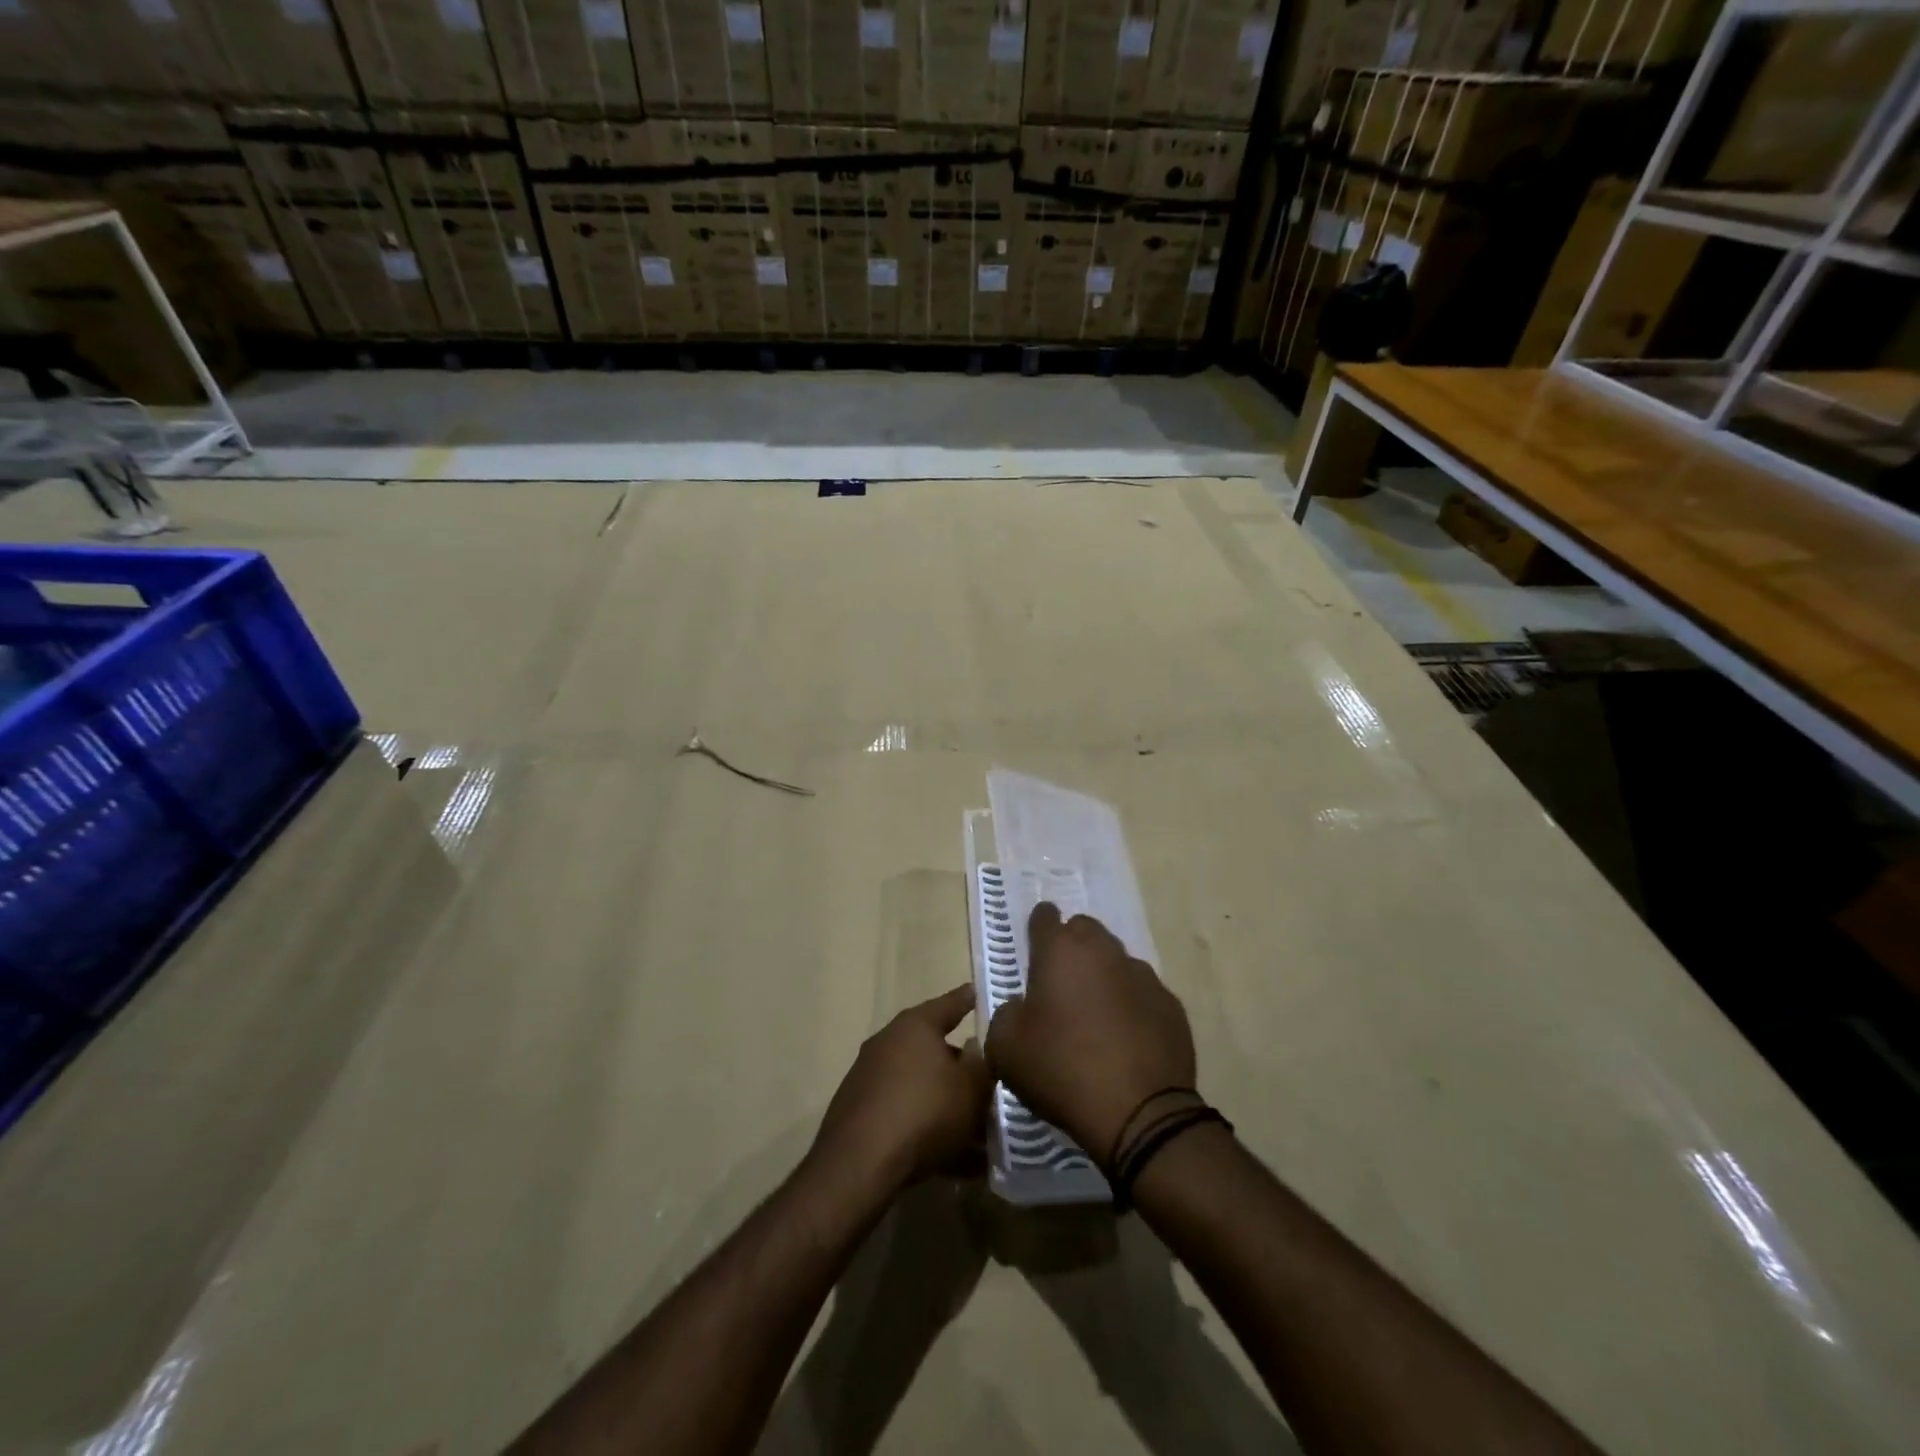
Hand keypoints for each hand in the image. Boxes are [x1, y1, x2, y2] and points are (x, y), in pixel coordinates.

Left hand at [812, 985, 991, 1193]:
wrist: (860, 1165)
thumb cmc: (924, 1111)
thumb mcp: (971, 1088)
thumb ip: (982, 1064)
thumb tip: (976, 1048)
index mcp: (915, 1025)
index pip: (950, 1004)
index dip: (968, 999)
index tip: (979, 992)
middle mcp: (889, 1043)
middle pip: (936, 1052)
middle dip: (963, 1072)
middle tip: (989, 1088)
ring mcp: (870, 1078)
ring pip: (922, 1089)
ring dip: (949, 1109)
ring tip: (980, 1139)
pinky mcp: (860, 1113)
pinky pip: (906, 1116)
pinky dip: (929, 1132)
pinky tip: (956, 1164)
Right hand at [986, 903, 1196, 1165]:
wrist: (1139, 1113)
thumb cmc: (1061, 1070)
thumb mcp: (1005, 1049)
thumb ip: (1006, 1014)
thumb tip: (1021, 1007)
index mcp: (1060, 952)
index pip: (1045, 917)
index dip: (1038, 926)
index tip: (1035, 944)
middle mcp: (1103, 951)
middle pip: (1085, 931)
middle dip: (1072, 947)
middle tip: (1061, 983)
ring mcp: (1142, 975)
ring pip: (1116, 961)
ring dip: (1103, 977)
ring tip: (1095, 1016)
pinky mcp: (1171, 1005)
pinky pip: (1143, 993)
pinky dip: (1131, 1005)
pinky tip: (1126, 1039)